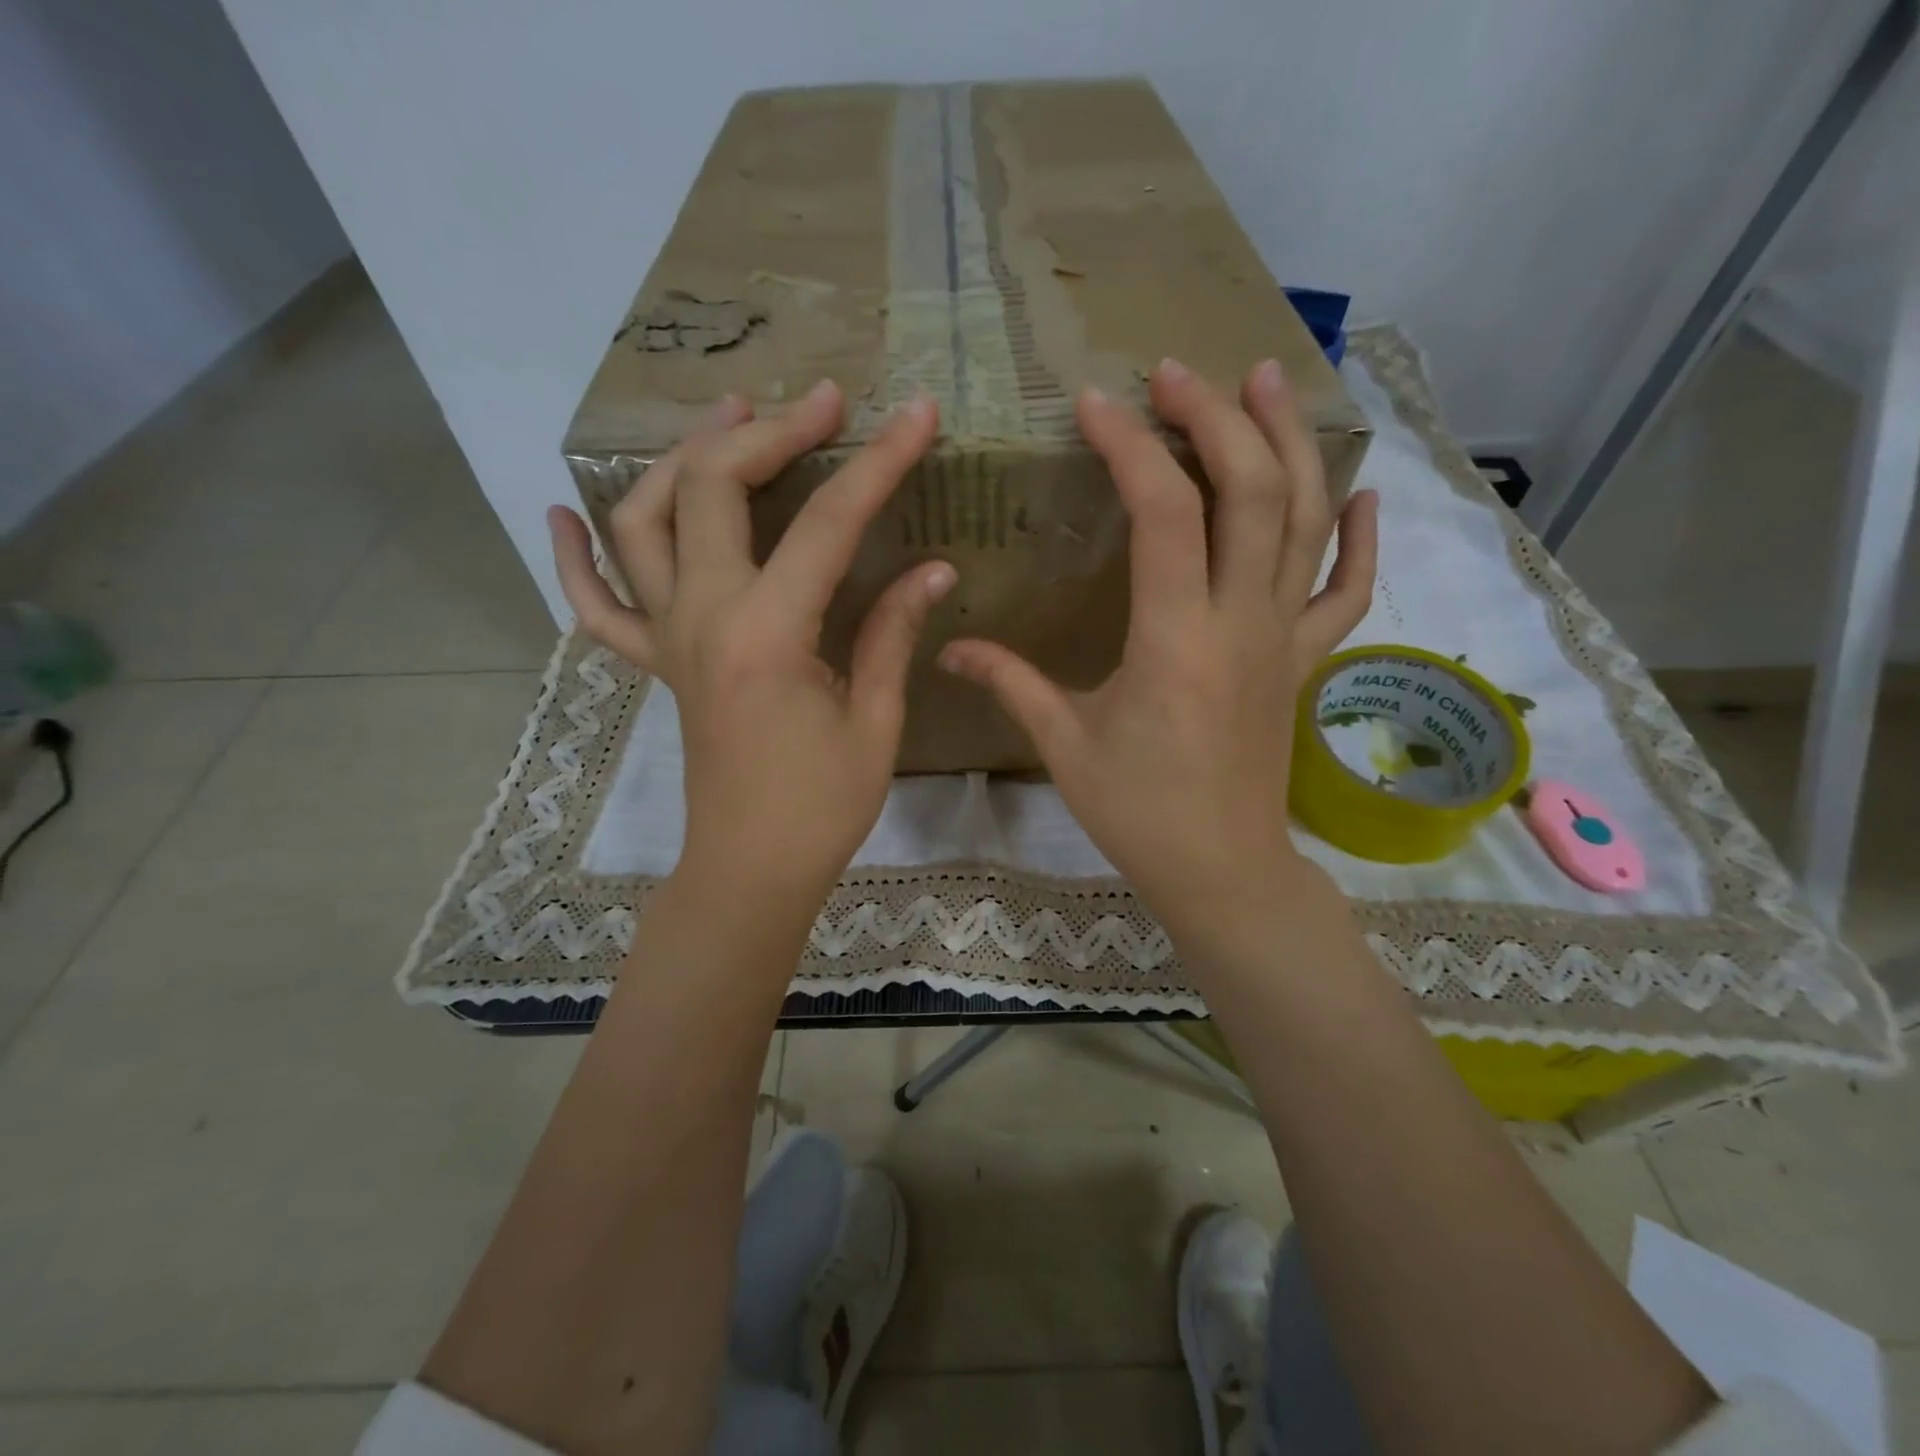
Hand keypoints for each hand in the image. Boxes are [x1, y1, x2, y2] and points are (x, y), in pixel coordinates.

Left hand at [549, 381, 951, 912]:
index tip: (916, 414)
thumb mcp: (874, 721)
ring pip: (643, 521)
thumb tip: (932, 567)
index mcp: (767, 633)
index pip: (829, 523)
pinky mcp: (655, 664)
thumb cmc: (821, 808)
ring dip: (680, 459)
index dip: (880, 462)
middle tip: (823, 403)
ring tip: (726, 420)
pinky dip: (574, 557)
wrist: (749, 869)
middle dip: (771, 431)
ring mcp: (667, 638)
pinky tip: (563, 516)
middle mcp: (703, 617)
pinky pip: (597, 605)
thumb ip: (892, 633)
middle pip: (715, 489)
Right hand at [939, 357, 1376, 953]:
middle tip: (1178, 372)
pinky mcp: (1305, 660)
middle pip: (1251, 491)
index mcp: (1176, 638)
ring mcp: (1284, 637)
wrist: (1222, 868)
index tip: (1095, 403)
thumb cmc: (1138, 811)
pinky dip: (1359, 536)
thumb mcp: (1064, 744)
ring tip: (1268, 380)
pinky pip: (1348, 588)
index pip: (1164, 513)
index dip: (1131, 447)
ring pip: (1305, 520)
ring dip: (1289, 442)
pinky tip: (1359, 490)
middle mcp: (1242, 621)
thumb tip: (947, 646)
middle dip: (1216, 417)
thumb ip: (1010, 681)